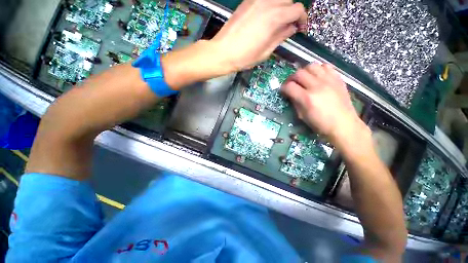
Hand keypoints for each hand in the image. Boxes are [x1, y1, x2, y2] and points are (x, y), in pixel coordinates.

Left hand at [212, 0, 306, 71]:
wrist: (223, 52)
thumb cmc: (244, 57)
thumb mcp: (265, 52)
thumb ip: (281, 37)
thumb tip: (291, 28)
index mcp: (274, 17)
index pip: (297, 9)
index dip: (302, 19)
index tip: (300, 29)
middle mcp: (267, 3)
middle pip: (288, 0)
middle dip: (292, 12)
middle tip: (288, 26)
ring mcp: (255, 0)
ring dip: (281, 7)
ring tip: (277, 22)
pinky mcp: (247, 2)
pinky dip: (269, 5)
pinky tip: (265, 18)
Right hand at [282, 63, 369, 147]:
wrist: (344, 125)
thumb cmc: (321, 124)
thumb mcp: (302, 116)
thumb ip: (295, 103)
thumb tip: (291, 94)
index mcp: (307, 98)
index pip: (290, 86)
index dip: (283, 88)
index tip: (283, 91)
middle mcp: (317, 86)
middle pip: (299, 73)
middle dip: (291, 78)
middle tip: (290, 84)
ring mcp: (329, 81)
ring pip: (312, 66)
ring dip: (304, 71)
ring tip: (303, 78)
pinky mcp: (338, 79)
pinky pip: (326, 66)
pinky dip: (318, 69)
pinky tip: (317, 77)